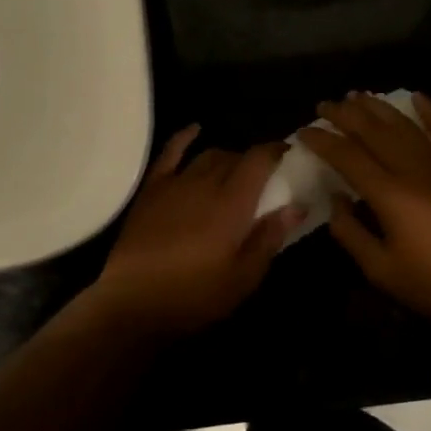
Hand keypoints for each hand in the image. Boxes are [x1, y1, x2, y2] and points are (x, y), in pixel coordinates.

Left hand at [87, 126, 303, 339]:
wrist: (134, 300)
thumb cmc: (195, 294)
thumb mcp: (243, 277)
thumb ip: (270, 237)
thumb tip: (296, 206)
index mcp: (233, 202)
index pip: (259, 160)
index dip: (275, 151)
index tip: (287, 153)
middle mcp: (206, 182)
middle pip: (235, 157)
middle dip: (252, 161)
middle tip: (262, 179)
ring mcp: (176, 182)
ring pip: (208, 155)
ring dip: (226, 157)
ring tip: (234, 170)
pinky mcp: (152, 188)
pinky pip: (170, 152)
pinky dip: (185, 137)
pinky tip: (195, 129)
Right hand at [297, 92, 430, 330]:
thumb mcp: (380, 270)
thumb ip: (350, 232)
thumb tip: (335, 199)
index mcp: (389, 195)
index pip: (347, 156)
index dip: (322, 141)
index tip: (304, 131)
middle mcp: (413, 170)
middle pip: (372, 131)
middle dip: (345, 115)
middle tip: (325, 105)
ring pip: (404, 125)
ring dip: (378, 107)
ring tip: (357, 96)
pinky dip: (430, 111)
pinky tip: (416, 96)